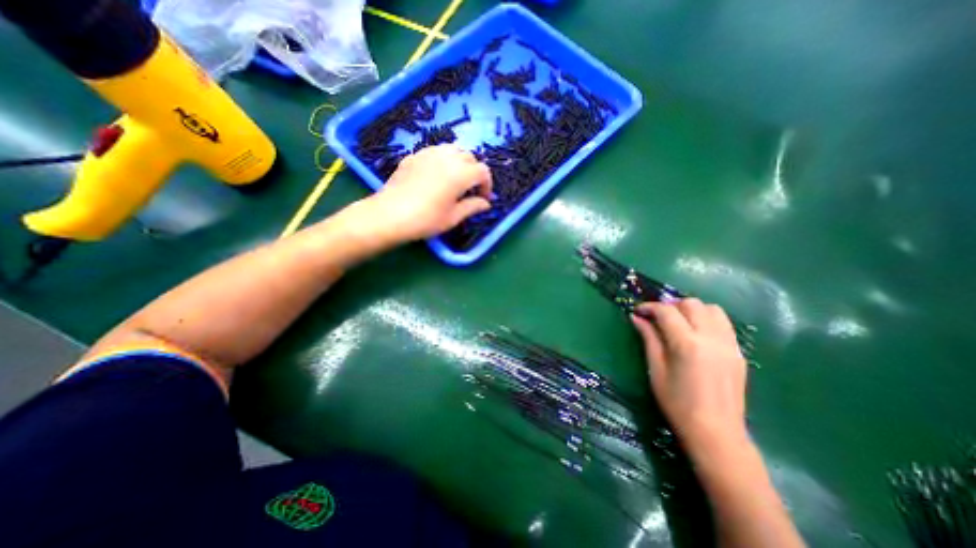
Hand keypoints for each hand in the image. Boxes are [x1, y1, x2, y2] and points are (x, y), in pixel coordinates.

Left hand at [358, 143, 491, 243]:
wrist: (389, 214)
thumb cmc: (426, 219)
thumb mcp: (453, 217)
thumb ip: (472, 207)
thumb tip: (485, 204)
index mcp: (460, 173)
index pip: (483, 171)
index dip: (487, 185)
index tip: (483, 198)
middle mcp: (447, 157)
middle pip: (469, 157)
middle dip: (474, 172)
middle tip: (470, 190)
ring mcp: (428, 153)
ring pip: (452, 149)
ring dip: (460, 162)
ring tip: (455, 179)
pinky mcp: (414, 155)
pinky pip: (435, 151)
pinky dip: (443, 160)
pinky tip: (436, 176)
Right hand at [629, 299, 749, 452]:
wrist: (716, 433)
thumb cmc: (677, 404)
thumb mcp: (656, 370)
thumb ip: (649, 339)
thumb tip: (637, 318)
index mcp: (687, 344)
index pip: (667, 312)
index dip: (649, 307)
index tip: (638, 311)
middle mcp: (711, 338)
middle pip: (692, 304)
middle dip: (671, 305)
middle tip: (657, 317)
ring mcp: (729, 345)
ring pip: (712, 309)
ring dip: (692, 309)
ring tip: (678, 321)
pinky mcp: (738, 353)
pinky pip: (723, 324)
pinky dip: (707, 319)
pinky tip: (695, 333)